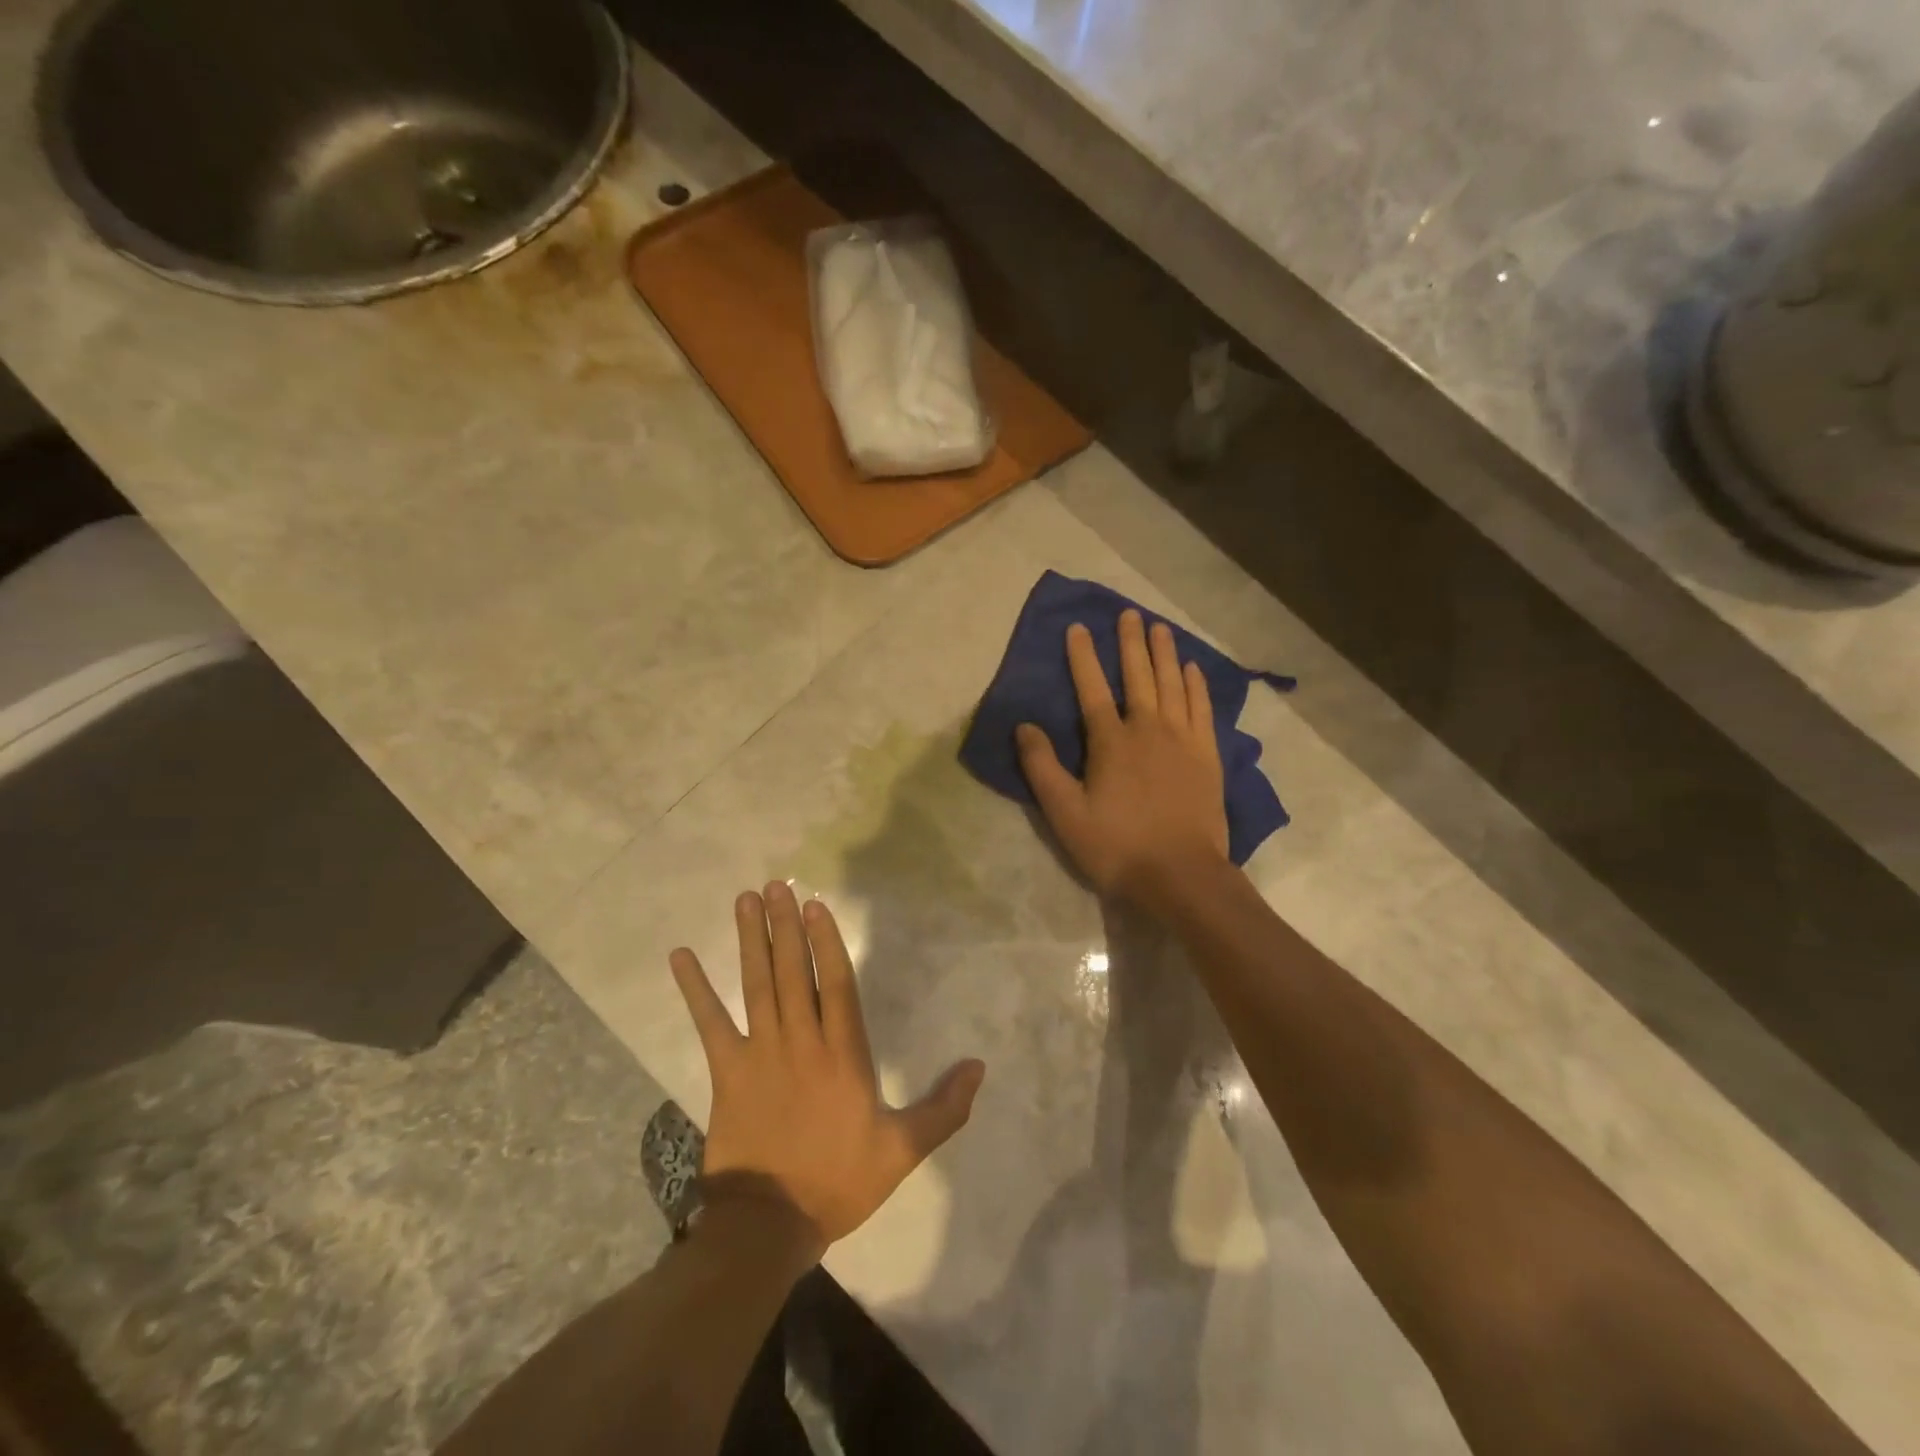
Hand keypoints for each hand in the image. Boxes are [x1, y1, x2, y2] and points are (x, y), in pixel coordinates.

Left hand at [668, 882, 985, 1255]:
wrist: (768, 1225)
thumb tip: (979, 1067)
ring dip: (750, 940)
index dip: (826, 941)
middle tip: (777, 885)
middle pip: (793, 972)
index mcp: (843, 1055)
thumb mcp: (902, 1150)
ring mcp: (760, 1053)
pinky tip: (681, 956)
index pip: (836, 983)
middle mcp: (801, 1041)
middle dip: (785, 926)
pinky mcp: (727, 1071)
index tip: (815, 905)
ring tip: (745, 900)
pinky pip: (709, 1022)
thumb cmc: (838, 1182)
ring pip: (757, 985)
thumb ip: (943, 1108)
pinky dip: (695, 989)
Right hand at [1016, 609, 1229, 908]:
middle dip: (1130, 643)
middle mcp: (1148, 729)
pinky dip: (1197, 686)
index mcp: (1111, 742)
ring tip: (1160, 628)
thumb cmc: (1117, 846)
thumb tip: (1024, 725)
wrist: (1180, 875)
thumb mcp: (1065, 813)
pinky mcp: (1208, 756)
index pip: (1092, 688)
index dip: (1083, 657)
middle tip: (1129, 613)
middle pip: (1138, 676)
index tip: (1078, 627)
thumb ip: (1042, 767)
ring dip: (1165, 654)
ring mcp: (1183, 740)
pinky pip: (1202, 709)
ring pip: (1173, 685)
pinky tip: (1193, 670)